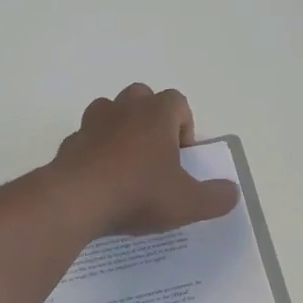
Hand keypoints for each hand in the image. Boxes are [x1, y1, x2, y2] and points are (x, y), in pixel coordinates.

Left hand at [52, 84, 240, 236]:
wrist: (77, 201)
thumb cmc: (139, 194)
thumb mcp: (188, 203)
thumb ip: (216, 197)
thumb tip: (233, 193)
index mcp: (157, 114)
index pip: (178, 102)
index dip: (185, 127)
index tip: (182, 158)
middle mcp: (124, 108)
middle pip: (143, 99)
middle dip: (152, 122)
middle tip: (156, 157)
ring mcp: (92, 123)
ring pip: (111, 113)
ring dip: (121, 131)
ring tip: (128, 167)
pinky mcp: (70, 143)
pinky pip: (88, 140)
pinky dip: (96, 153)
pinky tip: (102, 183)